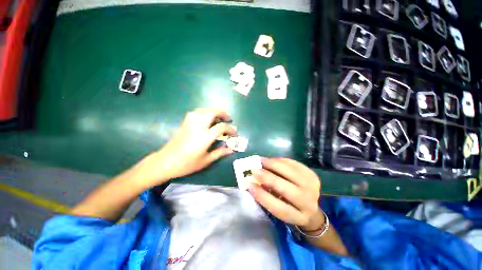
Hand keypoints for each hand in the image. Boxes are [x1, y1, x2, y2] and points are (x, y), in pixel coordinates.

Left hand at [138, 108, 236, 186]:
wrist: (165, 162)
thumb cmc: (187, 164)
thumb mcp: (206, 160)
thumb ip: (220, 153)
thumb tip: (232, 150)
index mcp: (204, 137)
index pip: (221, 127)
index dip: (230, 129)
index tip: (234, 133)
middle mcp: (197, 126)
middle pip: (212, 112)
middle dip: (223, 113)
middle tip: (228, 119)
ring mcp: (190, 123)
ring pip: (204, 110)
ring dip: (213, 111)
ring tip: (218, 118)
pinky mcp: (184, 123)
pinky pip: (196, 112)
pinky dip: (204, 112)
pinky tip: (206, 118)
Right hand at [249, 158, 323, 230]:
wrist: (310, 205)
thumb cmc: (289, 207)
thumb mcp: (279, 207)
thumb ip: (268, 196)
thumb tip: (254, 180)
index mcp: (297, 217)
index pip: (278, 208)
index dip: (262, 196)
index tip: (250, 185)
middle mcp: (308, 203)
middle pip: (286, 189)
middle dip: (268, 177)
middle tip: (255, 169)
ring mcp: (312, 187)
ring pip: (291, 172)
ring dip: (274, 165)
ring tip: (262, 161)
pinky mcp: (312, 175)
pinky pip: (295, 164)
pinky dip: (282, 161)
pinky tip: (273, 160)